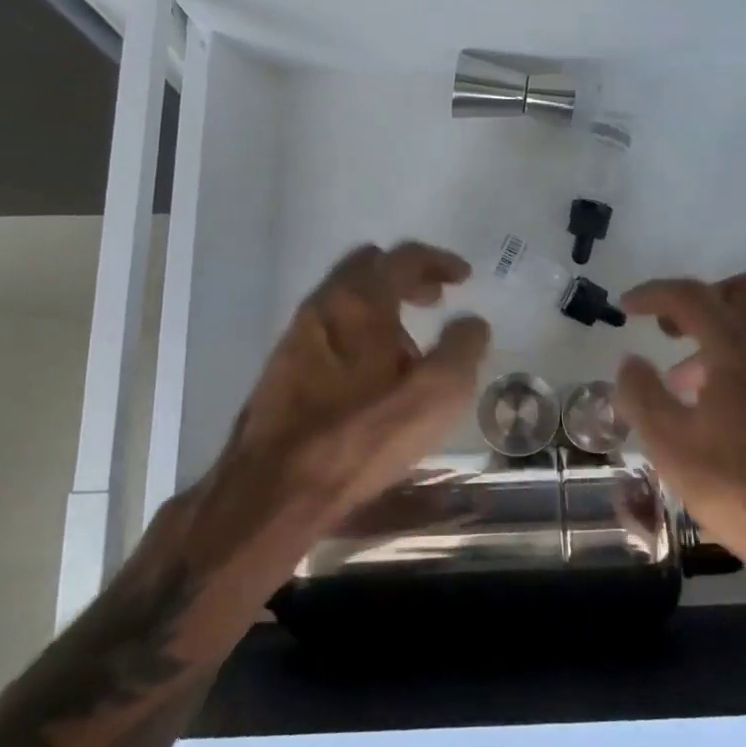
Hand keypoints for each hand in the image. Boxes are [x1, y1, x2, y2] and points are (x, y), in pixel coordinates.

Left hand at [145, 243, 489, 585]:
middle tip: (433, 299)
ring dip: (380, 307)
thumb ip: (462, 349)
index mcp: (361, 300)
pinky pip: (329, 330)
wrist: (274, 489)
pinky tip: (371, 376)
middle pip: (368, 268)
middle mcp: (324, 305)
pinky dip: (357, 332)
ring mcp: (297, 336)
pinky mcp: (282, 368)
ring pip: (345, 299)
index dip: (438, 261)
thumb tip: (471, 323)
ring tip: (408, 347)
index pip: (403, 257)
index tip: (463, 277)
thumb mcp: (437, 393)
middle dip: (405, 276)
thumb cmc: (363, 434)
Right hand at [613, 272, 745, 586]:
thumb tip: (630, 361)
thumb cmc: (742, 488)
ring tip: (691, 377)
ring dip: (727, 327)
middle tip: (672, 329)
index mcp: (741, 345)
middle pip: (743, 289)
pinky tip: (731, 398)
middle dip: (702, 299)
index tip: (627, 307)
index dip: (653, 295)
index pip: (691, 295)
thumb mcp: (671, 445)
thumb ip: (642, 394)